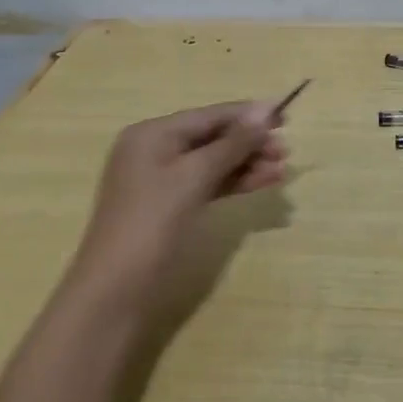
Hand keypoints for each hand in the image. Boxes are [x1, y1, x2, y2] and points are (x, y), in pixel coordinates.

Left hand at [72, 101, 288, 327]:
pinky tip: (263, 183)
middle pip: (213, 137)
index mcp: (152, 134)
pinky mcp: (171, 206)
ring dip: (248, 164)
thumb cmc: (152, 223)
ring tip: (282, 171)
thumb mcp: (195, 177)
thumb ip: (233, 143)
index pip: (209, 115)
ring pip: (214, 162)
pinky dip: (235, 182)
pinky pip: (209, 183)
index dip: (248, 114)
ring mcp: (162, 180)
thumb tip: (266, 109)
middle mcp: (155, 150)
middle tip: (286, 151)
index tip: (286, 116)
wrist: (116, 292)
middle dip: (250, 142)